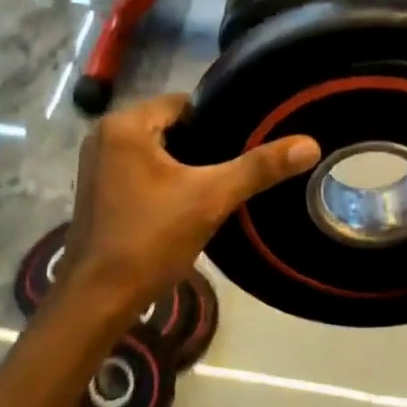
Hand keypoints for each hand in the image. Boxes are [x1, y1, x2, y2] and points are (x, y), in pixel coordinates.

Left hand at [55, 94, 319, 326]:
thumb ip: (259, 168)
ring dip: (183, 167)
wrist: (97, 301)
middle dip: (201, 147)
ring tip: (215, 188)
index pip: (185, 104)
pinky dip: (163, 182)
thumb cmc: (149, 239)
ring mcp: (96, 164)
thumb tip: (310, 144)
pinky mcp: (97, 190)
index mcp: (125, 124)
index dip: (216, 124)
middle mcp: (104, 135)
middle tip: (232, 172)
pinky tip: (185, 206)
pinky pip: (141, 170)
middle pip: (171, 127)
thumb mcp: (211, 198)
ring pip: (156, 151)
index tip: (241, 147)